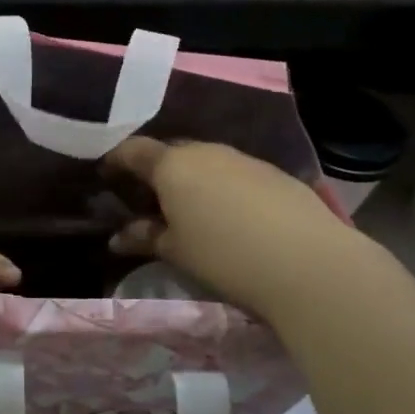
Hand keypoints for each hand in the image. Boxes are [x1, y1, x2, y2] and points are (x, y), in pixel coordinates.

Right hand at [103, 138, 354, 320]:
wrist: (308, 263)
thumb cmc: (225, 256)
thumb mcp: (176, 251)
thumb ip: (144, 238)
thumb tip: (117, 237)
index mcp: (173, 165)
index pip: (134, 150)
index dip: (116, 161)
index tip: (106, 177)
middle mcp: (206, 151)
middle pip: (171, 153)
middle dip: (155, 172)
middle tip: (147, 200)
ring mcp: (244, 160)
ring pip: (206, 162)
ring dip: (192, 180)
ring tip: (189, 211)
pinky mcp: (275, 174)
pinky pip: (235, 174)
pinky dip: (222, 188)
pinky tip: (230, 217)